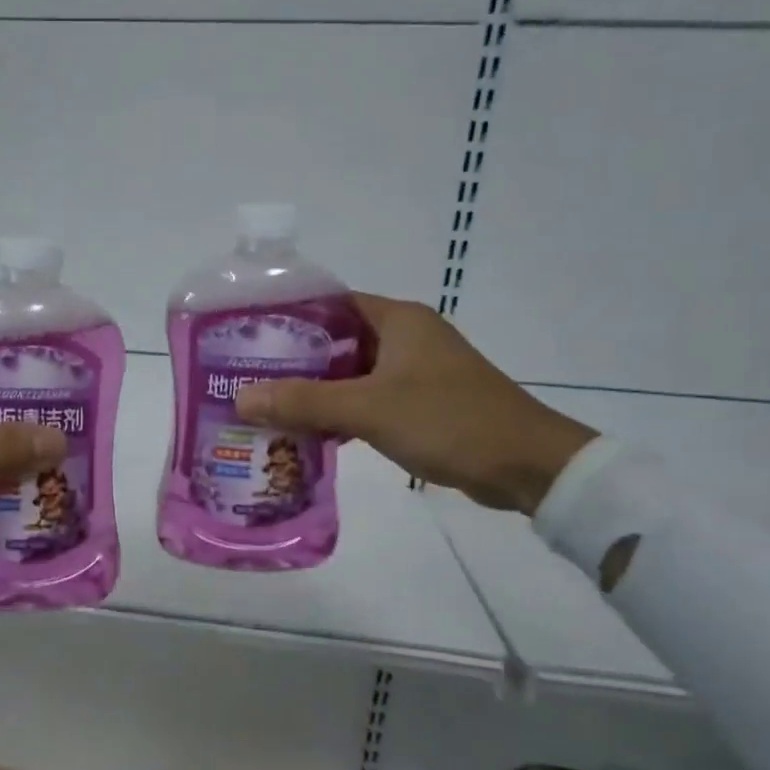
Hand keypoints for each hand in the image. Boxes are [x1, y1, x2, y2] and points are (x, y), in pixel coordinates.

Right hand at [234, 295, 595, 513]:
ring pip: (351, 372)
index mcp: (397, 319)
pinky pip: (368, 398)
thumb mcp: (368, 409)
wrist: (528, 467)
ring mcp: (416, 371)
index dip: (288, 316)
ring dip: (315, 389)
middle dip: (294, 359)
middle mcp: (406, 336)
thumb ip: (303, 402)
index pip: (330, 303)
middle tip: (248, 376)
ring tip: (268, 405)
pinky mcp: (422, 402)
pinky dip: (340, 411)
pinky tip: (309, 432)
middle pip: (336, 339)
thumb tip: (241, 399)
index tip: (247, 335)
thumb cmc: (448, 421)